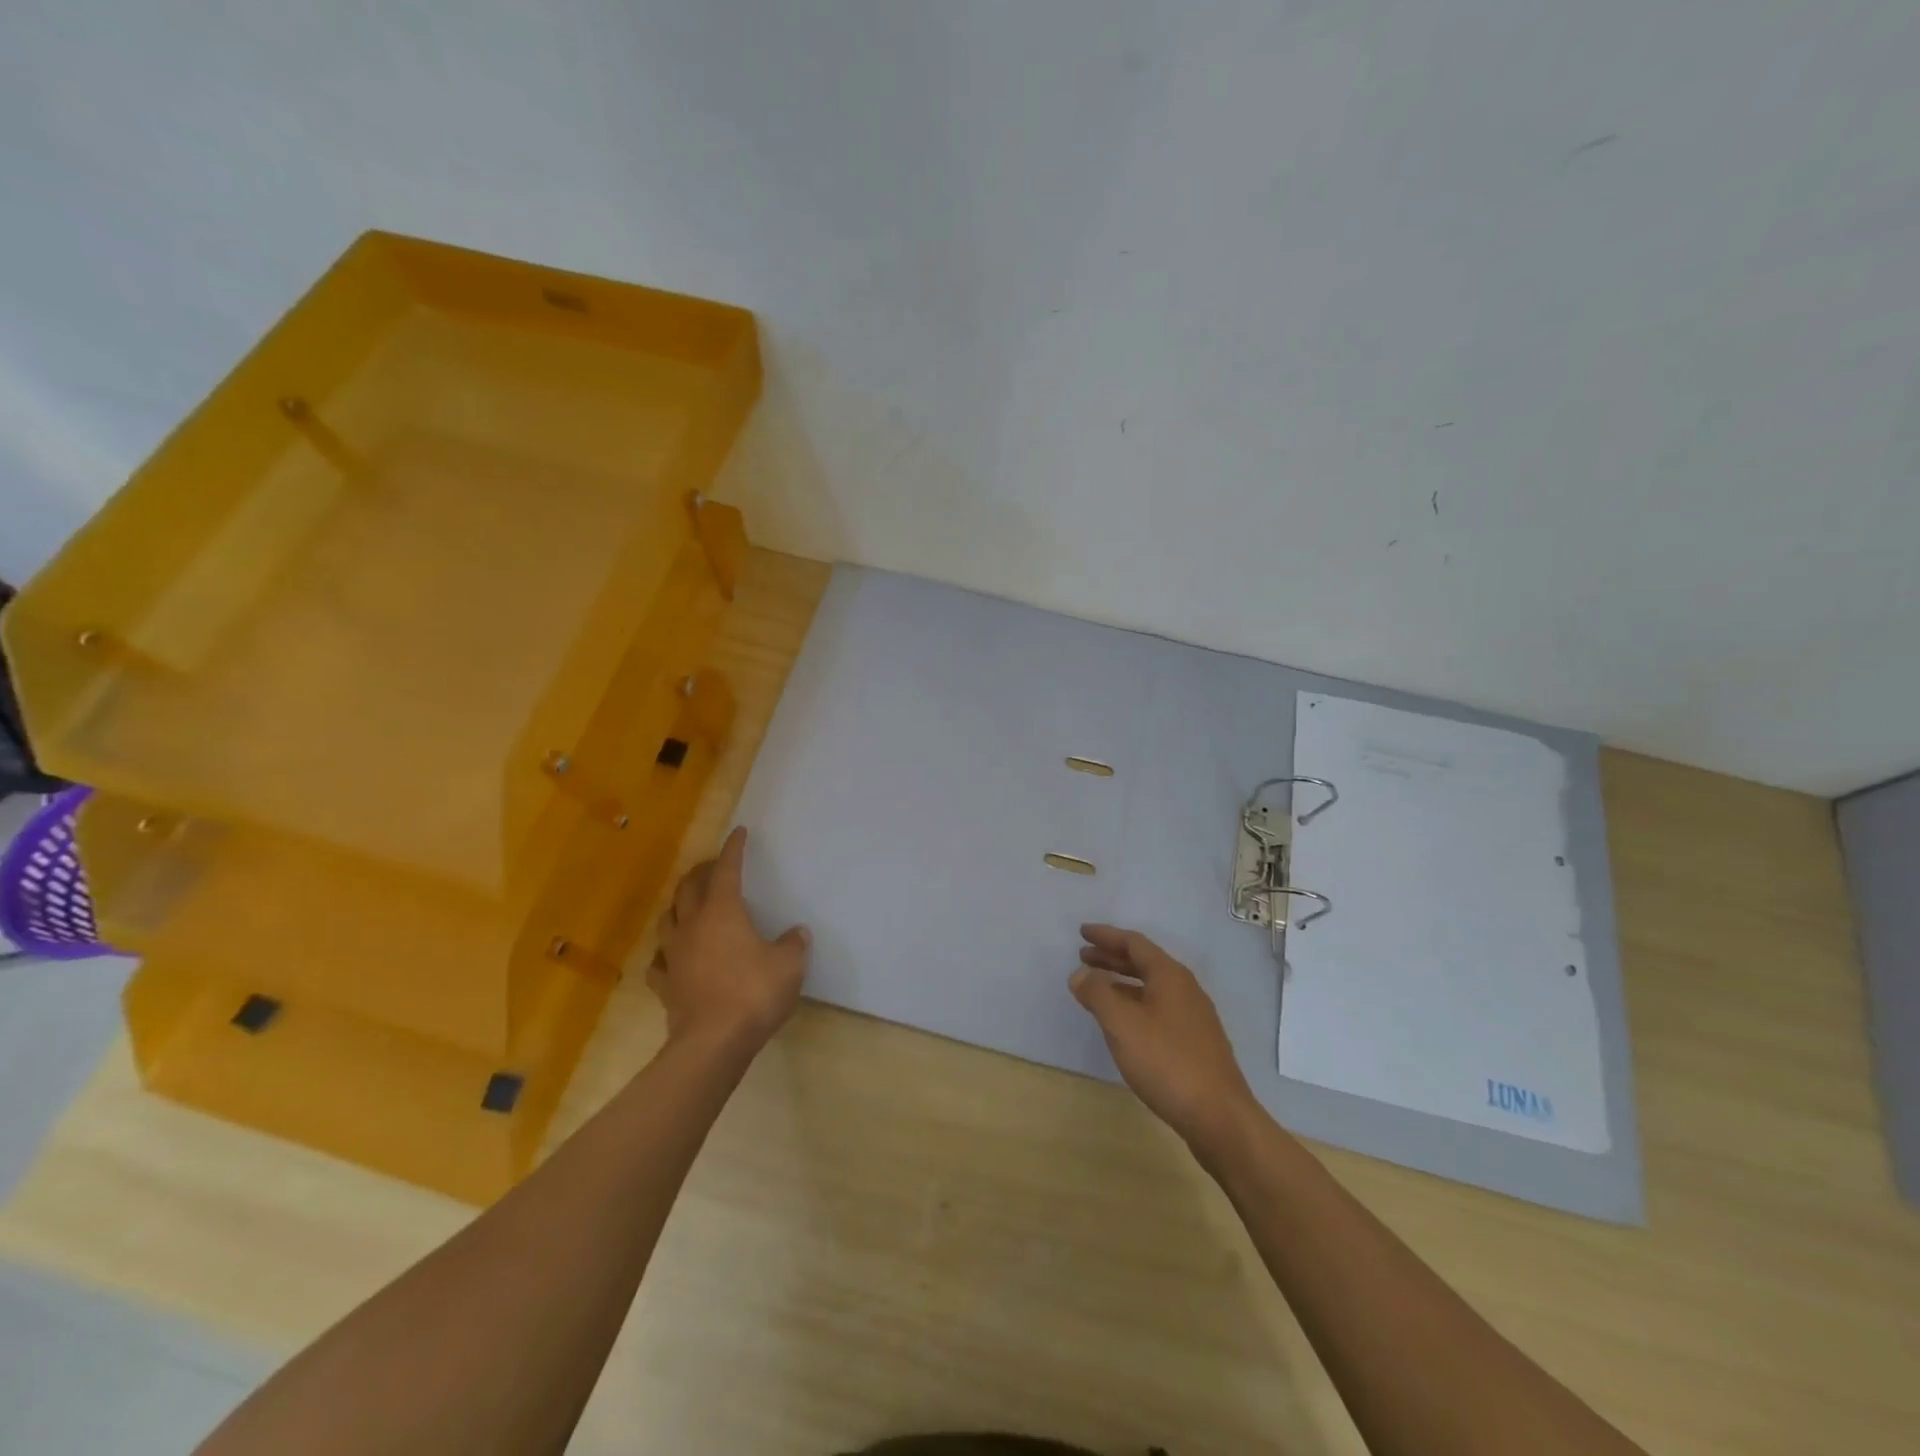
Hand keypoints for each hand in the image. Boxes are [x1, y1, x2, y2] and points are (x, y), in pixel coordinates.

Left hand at [650, 827, 808, 1053]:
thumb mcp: (789, 965)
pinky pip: (660, 961)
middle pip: (689, 888)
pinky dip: (666, 952)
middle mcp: (693, 926)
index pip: (726, 870)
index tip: (738, 833)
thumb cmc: (754, 993)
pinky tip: (672, 956)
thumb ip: (793, 944)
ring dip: (678, 906)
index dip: (733, 850)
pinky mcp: (665, 985)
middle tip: (712, 867)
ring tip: (688, 904)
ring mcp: (674, 956)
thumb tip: (797, 933)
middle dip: (701, 872)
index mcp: (722, 912)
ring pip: (668, 919)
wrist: (713, 1042)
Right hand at [1071, 924, 1258, 1152]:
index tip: (1082, 932)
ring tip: (1096, 988)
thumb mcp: (1122, 1024)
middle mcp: (1185, 989)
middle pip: (1144, 963)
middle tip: (1084, 956)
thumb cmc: (1167, 1061)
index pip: (1134, 943)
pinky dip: (1135, 1004)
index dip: (1106, 936)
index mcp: (1170, 976)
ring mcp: (1193, 1017)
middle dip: (1112, 957)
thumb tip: (1080, 974)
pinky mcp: (1195, 1042)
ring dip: (1122, 982)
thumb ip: (1097, 994)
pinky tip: (1123, 1023)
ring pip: (1151, 987)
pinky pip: (1158, 1008)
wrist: (1218, 1117)